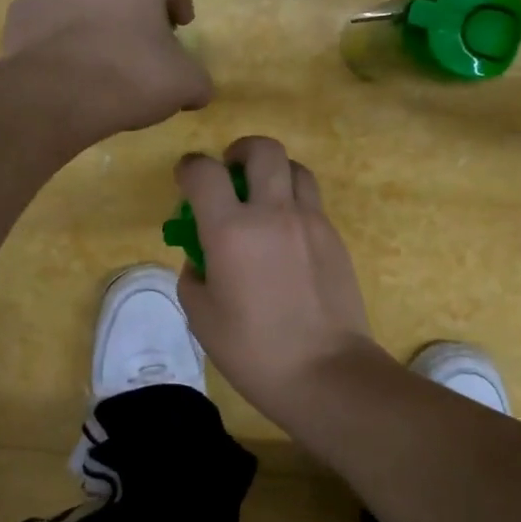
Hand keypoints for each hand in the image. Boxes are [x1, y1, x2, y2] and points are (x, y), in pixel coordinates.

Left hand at [2, 0, 212, 141]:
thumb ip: (198, 79)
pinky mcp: (19, 5)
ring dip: (93, 12)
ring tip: (100, 50)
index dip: (178, 5)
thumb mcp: (185, 82)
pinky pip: (50, 13)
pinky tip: (69, 59)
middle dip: (132, 3)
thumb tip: (198, 90)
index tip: (180, 28)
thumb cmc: (130, 75)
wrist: (53, 95)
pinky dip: (61, 29)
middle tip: (141, 38)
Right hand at [174, 137, 382, 420]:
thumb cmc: (254, 350)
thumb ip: (194, 275)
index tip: (186, 178)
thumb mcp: (202, 317)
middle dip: (240, 151)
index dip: (189, 167)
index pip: (204, 172)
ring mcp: (310, 221)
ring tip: (264, 198)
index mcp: (231, 231)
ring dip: (274, 171)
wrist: (326, 372)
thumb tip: (202, 257)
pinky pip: (312, 201)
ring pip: (295, 167)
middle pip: (262, 149)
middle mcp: (273, 213)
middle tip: (231, 172)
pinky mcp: (335, 237)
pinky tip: (286, 235)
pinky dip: (294, 202)